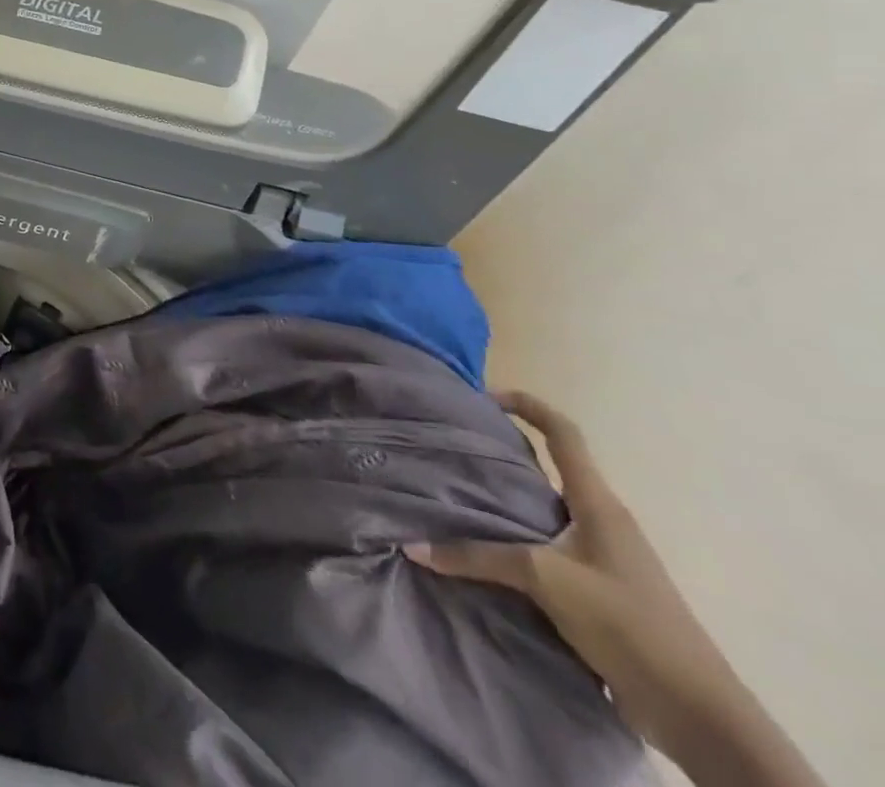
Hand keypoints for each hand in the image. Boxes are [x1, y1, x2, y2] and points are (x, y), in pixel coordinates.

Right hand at [408, 392, 825, 786]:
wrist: (698, 714)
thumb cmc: (627, 623)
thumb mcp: (546, 580)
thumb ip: (478, 558)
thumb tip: (413, 547)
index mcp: (598, 503)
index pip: (564, 433)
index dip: (527, 405)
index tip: (483, 397)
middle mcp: (602, 520)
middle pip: (548, 469)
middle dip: (501, 455)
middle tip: (451, 449)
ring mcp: (603, 557)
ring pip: (542, 511)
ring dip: (504, 503)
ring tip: (454, 497)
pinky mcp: (598, 591)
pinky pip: (545, 548)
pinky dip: (513, 542)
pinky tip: (482, 552)